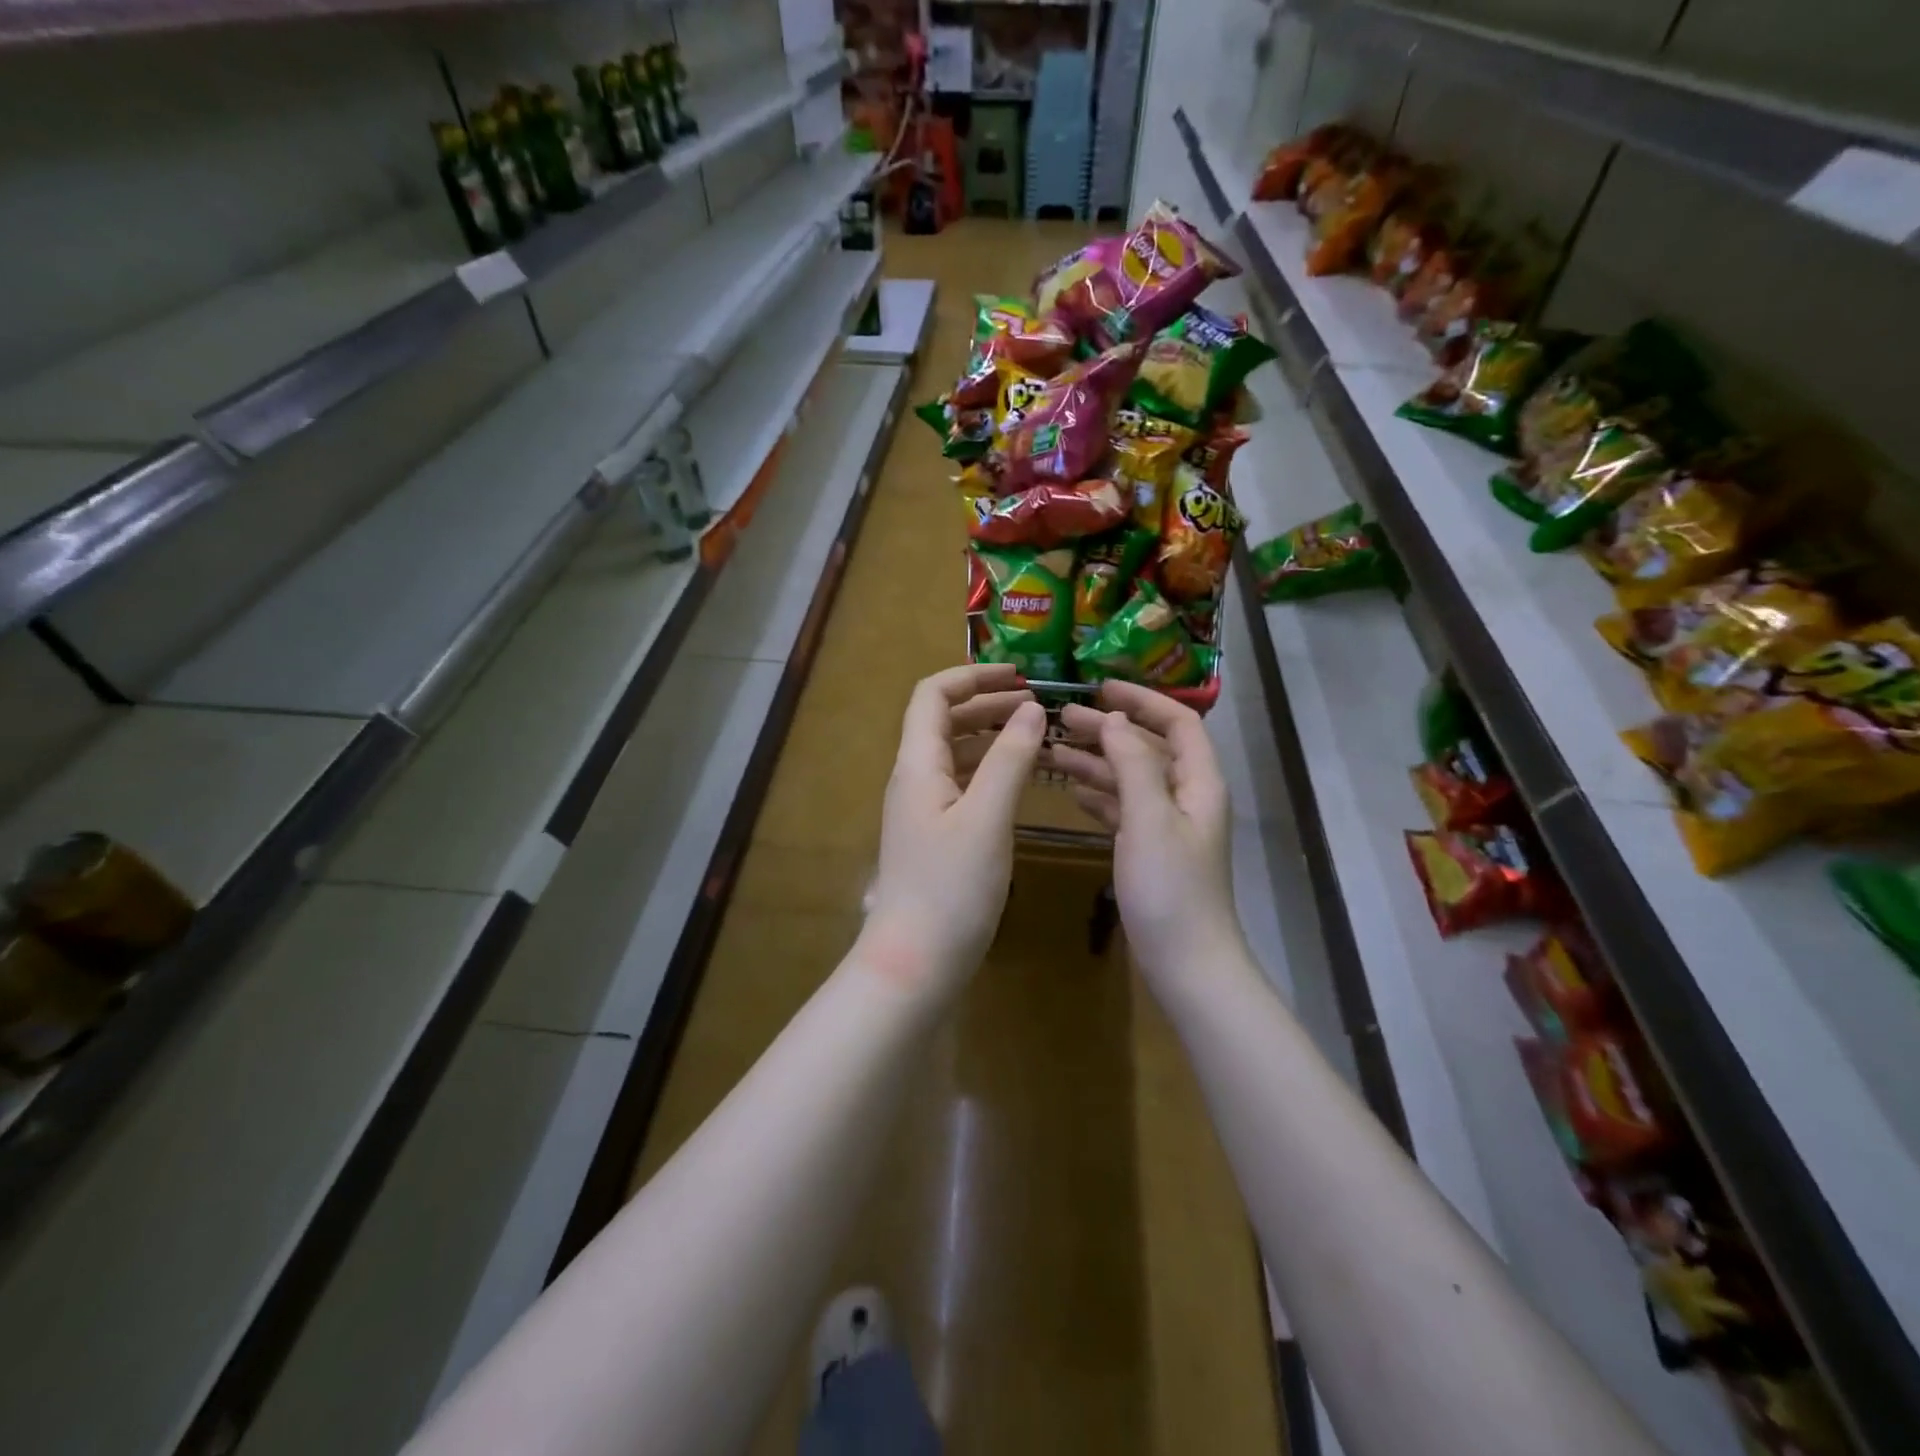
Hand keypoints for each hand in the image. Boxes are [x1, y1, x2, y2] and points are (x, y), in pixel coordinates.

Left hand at [859, 664, 1045, 999]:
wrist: (916, 962)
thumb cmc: (950, 888)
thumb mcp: (986, 818)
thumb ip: (1009, 759)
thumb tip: (1031, 708)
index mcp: (917, 764)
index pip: (932, 695)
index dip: (971, 676)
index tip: (1018, 675)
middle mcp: (914, 778)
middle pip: (943, 721)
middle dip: (987, 703)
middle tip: (1037, 705)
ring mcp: (922, 809)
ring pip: (955, 753)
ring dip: (991, 736)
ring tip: (1035, 735)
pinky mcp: (934, 835)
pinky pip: (961, 784)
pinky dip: (990, 770)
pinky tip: (1020, 780)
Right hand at [1049, 681, 1244, 991]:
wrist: (1186, 963)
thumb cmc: (1170, 888)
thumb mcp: (1150, 819)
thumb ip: (1133, 763)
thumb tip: (1114, 719)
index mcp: (1198, 782)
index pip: (1178, 722)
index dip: (1142, 699)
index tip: (1099, 688)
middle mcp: (1186, 796)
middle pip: (1147, 747)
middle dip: (1109, 730)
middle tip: (1062, 719)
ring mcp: (1167, 825)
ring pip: (1130, 778)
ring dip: (1097, 761)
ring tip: (1053, 751)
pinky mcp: (1149, 849)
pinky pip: (1122, 809)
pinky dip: (1099, 795)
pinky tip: (1070, 790)